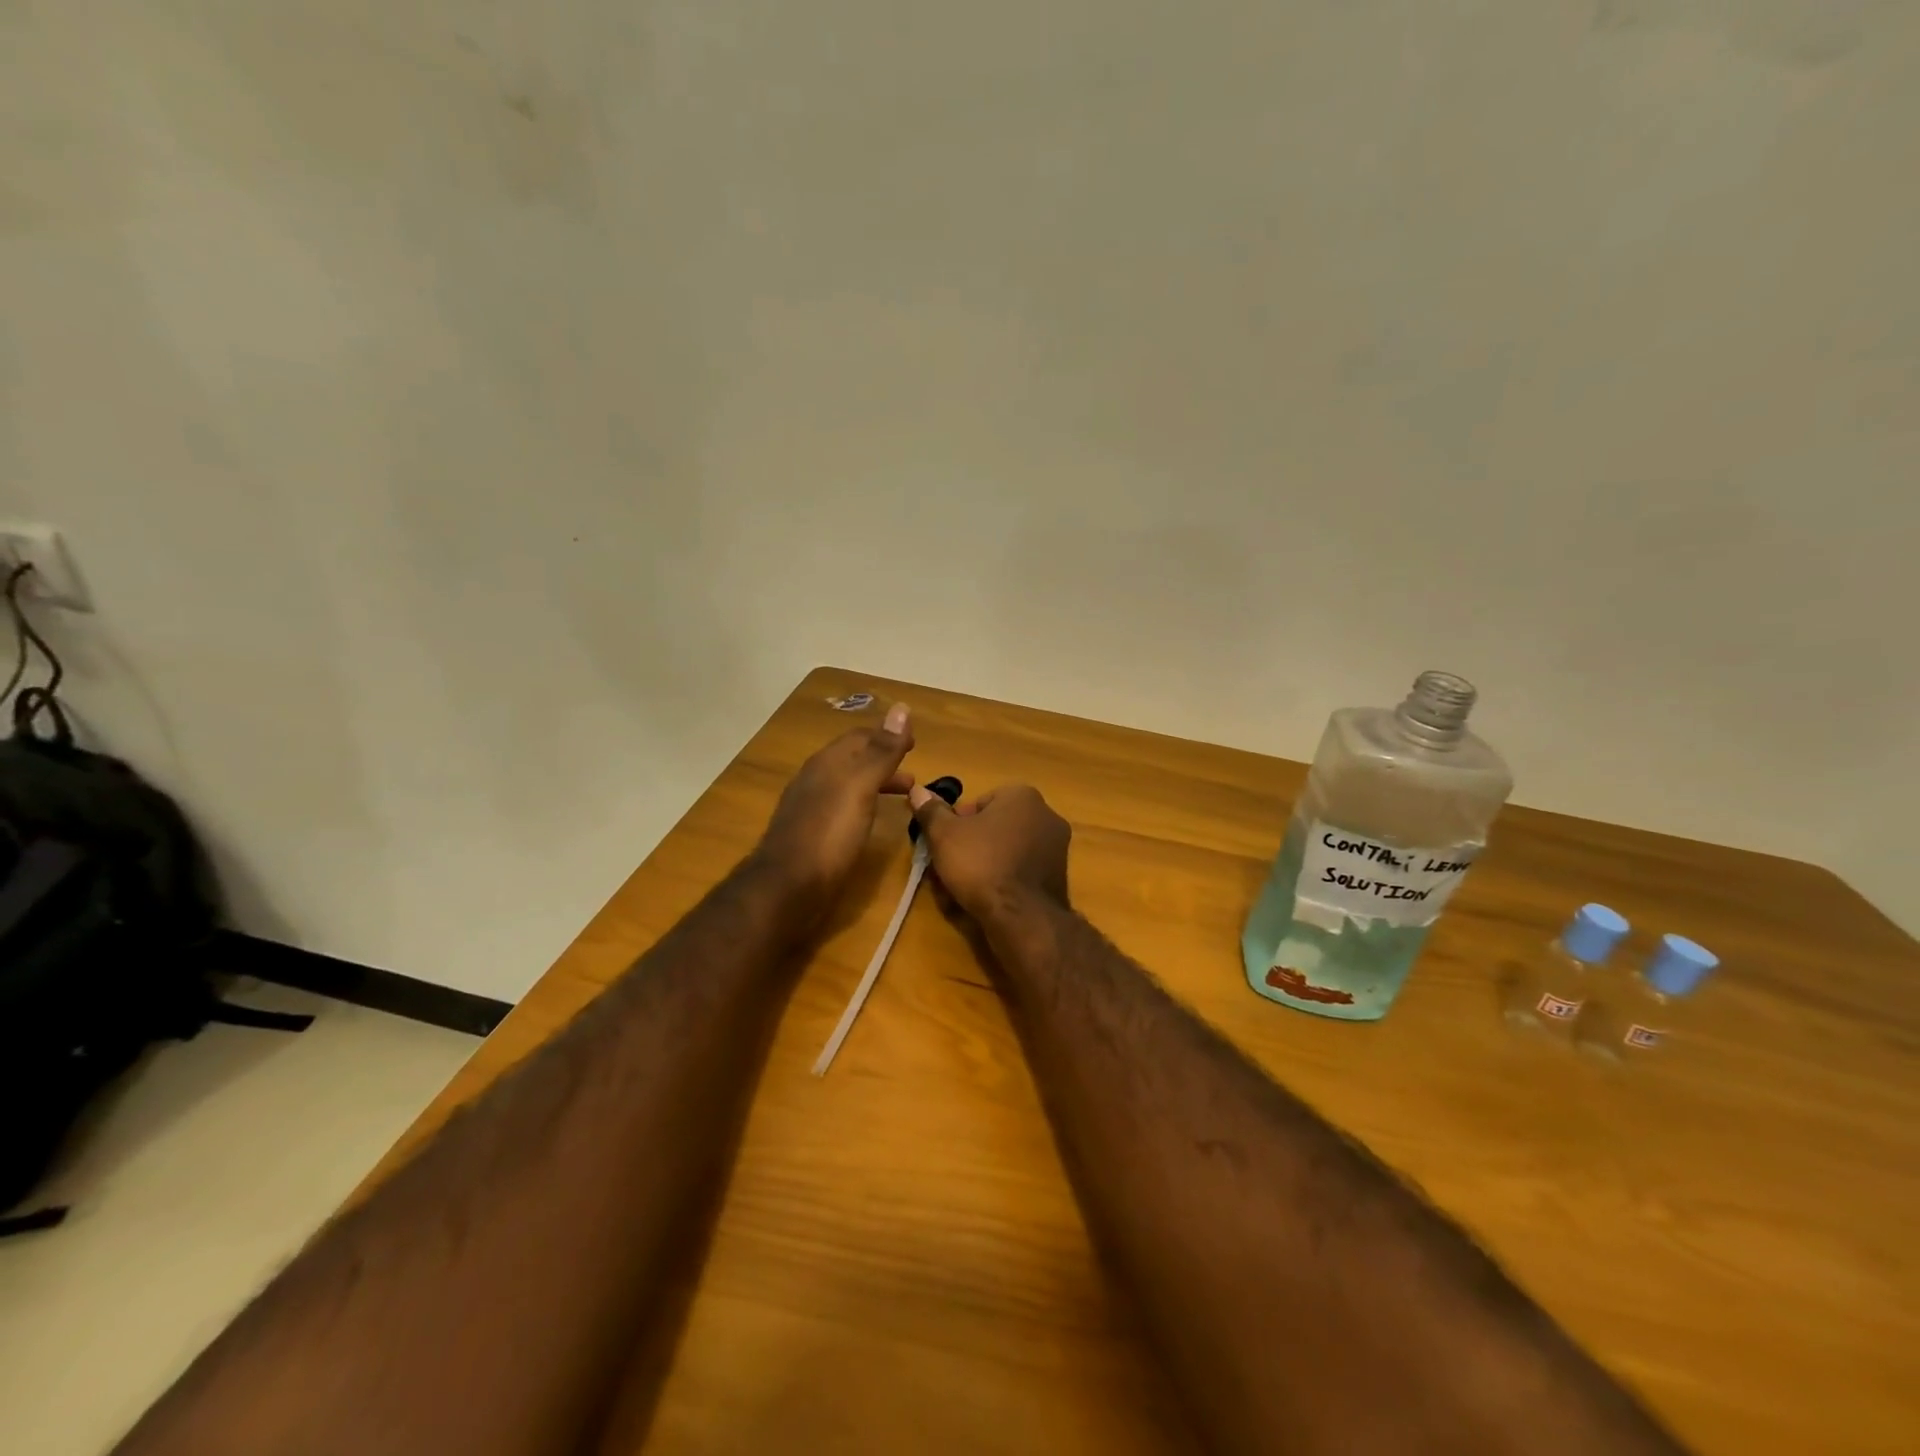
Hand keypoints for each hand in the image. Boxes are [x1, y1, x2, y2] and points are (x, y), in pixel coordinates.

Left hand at [755, 704, 915, 900]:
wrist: (787, 887)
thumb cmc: (829, 833)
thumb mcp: (861, 787)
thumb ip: (882, 751)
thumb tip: (902, 708)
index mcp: (827, 763)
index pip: (860, 737)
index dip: (888, 736)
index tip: (915, 744)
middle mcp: (816, 779)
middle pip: (853, 760)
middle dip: (883, 760)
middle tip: (912, 773)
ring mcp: (810, 808)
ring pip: (848, 785)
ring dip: (876, 784)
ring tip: (903, 796)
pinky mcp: (810, 834)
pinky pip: (842, 808)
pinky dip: (864, 805)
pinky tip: (871, 821)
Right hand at [907, 783, 1070, 922]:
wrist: (1021, 916)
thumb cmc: (981, 864)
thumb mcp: (944, 835)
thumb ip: (931, 811)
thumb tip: (917, 790)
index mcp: (1023, 796)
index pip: (979, 802)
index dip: (956, 823)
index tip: (944, 844)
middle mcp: (1046, 815)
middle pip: (995, 826)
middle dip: (972, 845)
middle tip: (951, 867)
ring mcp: (1057, 847)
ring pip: (1008, 850)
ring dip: (986, 864)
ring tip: (964, 888)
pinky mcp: (1059, 876)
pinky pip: (1022, 871)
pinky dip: (1004, 880)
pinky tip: (987, 899)